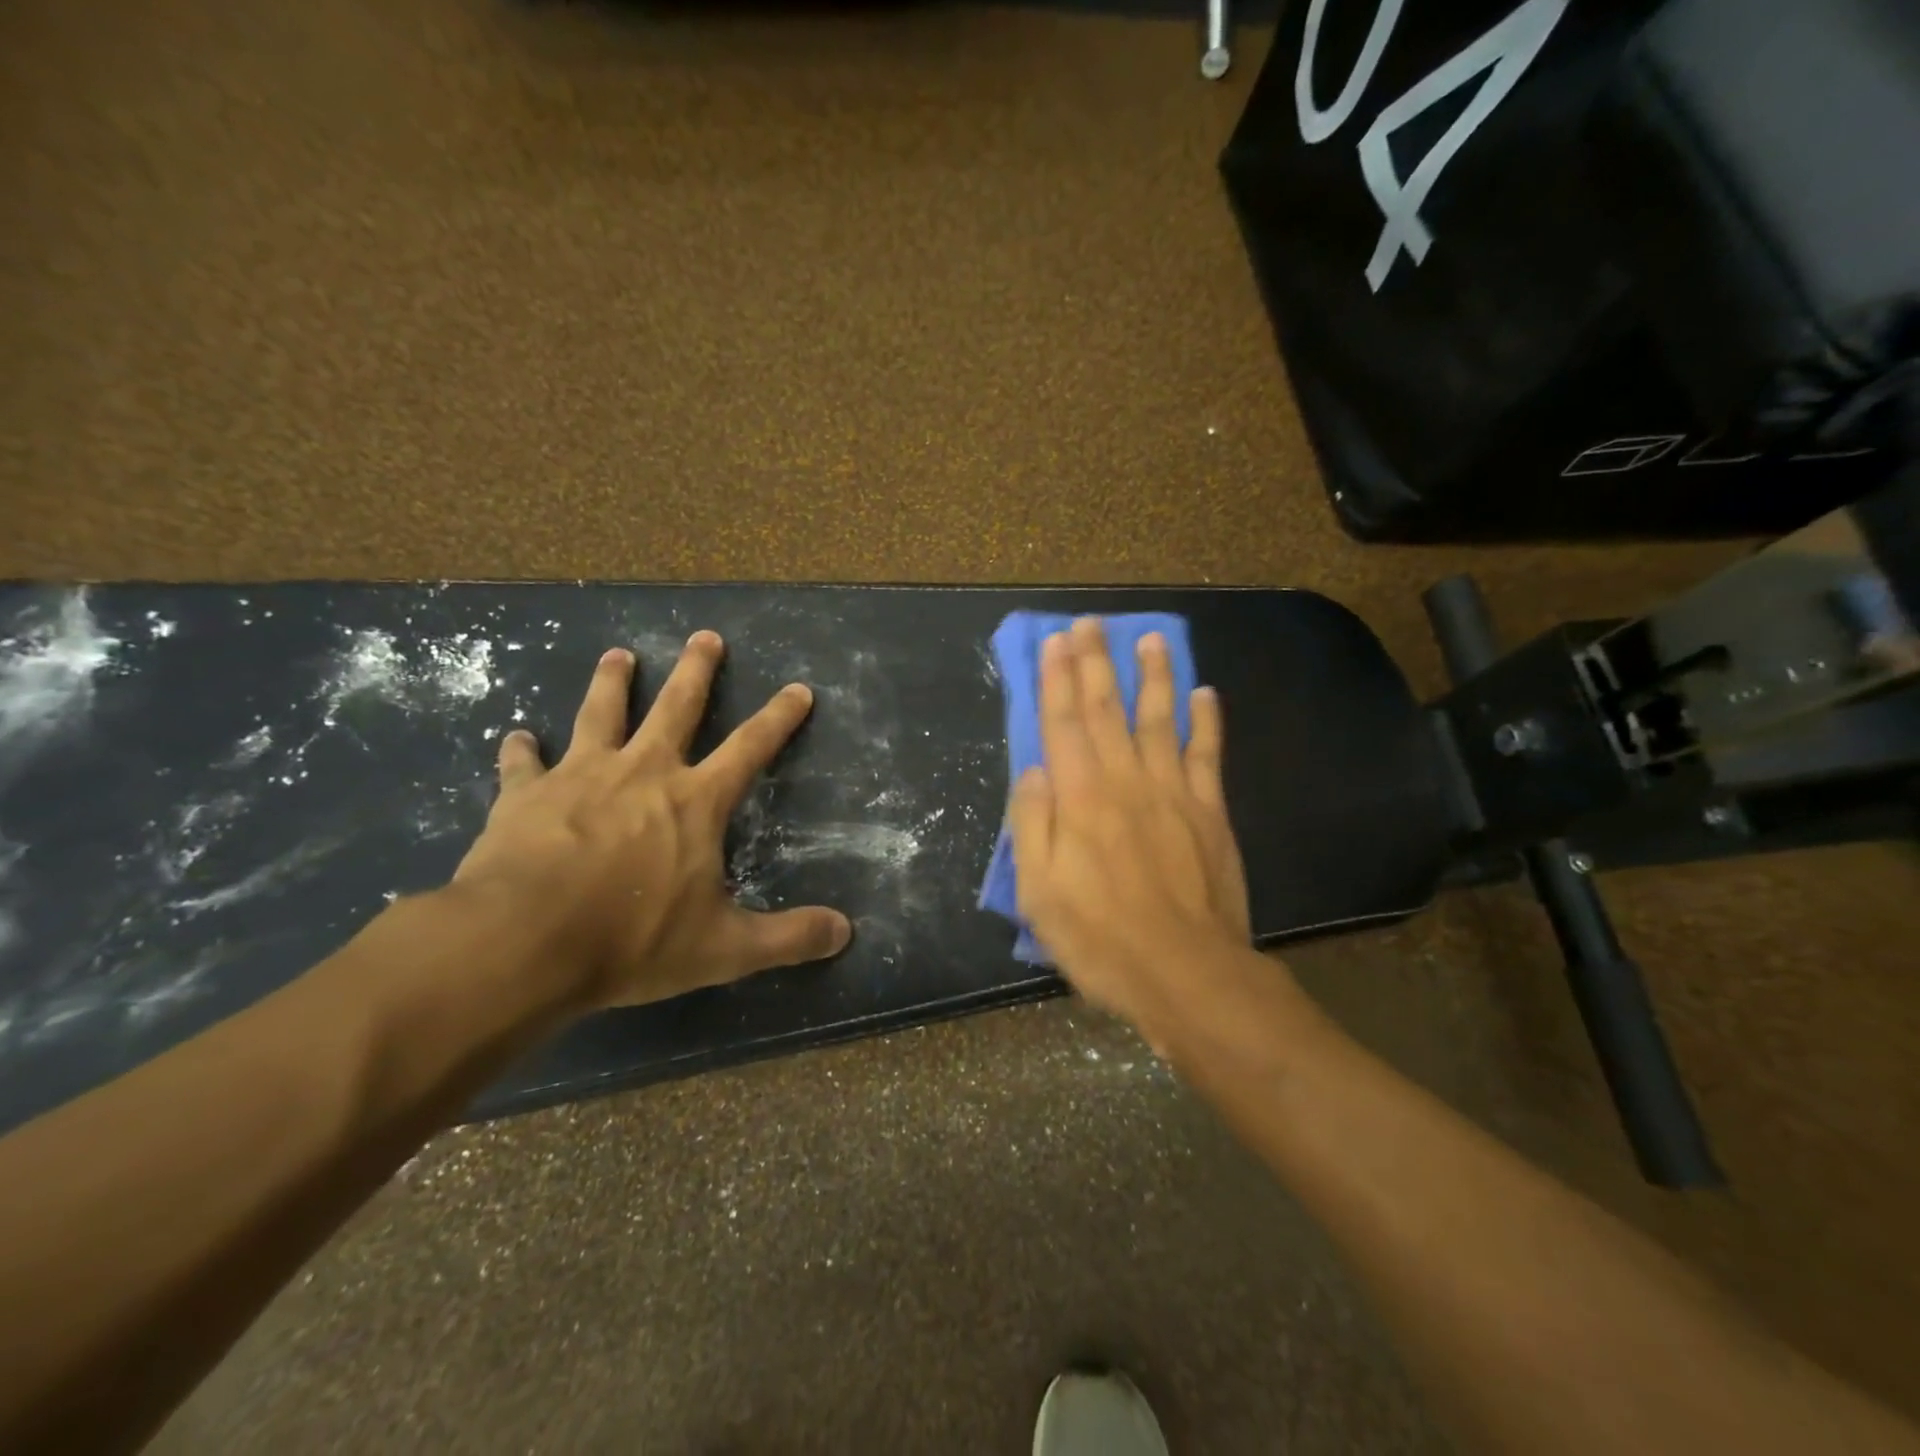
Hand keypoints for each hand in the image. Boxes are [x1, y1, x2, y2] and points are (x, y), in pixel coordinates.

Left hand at [451, 634, 851, 1010]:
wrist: (523, 942)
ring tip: (618, 655)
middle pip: (676, 707)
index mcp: (695, 800)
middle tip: (706, 636)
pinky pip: (523, 764)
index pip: (751, 747)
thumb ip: (788, 938)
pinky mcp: (524, 795)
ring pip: (601, 714)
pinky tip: (516, 736)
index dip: (779, 718)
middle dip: (696, 670)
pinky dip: (521, 749)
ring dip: (613, 682)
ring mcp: (580, 776)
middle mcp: (643, 772)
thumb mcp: (724, 948)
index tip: (798, 688)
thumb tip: (846, 932)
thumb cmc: (632, 939)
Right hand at [1008, 617, 1250, 1034]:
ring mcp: (1174, 793)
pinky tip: (1204, 693)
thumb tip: (1034, 769)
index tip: (1055, 641)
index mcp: (1080, 798)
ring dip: (1153, 675)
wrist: (1185, 974)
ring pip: (1160, 720)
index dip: (1057, 679)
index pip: (1064, 723)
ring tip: (1150, 638)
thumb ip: (1031, 824)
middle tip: (1091, 622)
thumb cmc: (1099, 938)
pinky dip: (1206, 721)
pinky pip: (1208, 755)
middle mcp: (1126, 781)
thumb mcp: (1039, 892)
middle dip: (1096, 662)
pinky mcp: (1211, 813)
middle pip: (1108, 709)